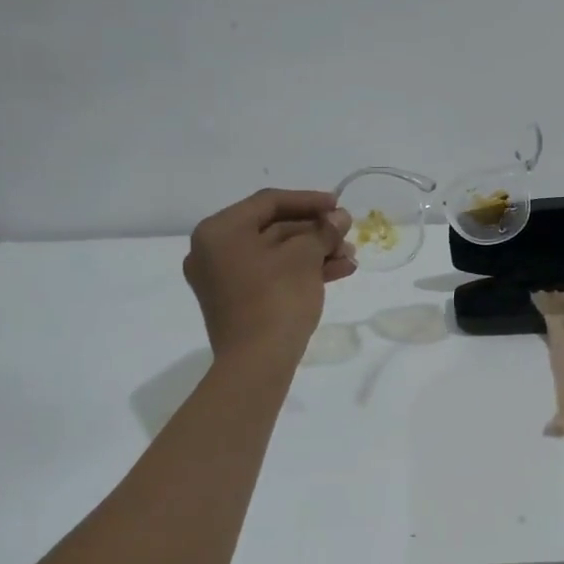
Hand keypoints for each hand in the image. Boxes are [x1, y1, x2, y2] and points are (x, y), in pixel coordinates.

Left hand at [184, 189, 355, 362]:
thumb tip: (338, 218)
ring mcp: (223, 279)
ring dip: (315, 252)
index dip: (308, 200)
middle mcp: (213, 250)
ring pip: (276, 254)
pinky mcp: (237, 301)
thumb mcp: (305, 257)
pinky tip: (338, 272)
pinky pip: (271, 274)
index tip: (339, 205)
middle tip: (347, 233)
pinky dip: (301, 271)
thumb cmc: (276, 298)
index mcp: (219, 231)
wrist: (257, 362)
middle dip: (315, 231)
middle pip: (273, 228)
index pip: (269, 202)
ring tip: (350, 257)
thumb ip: (322, 231)